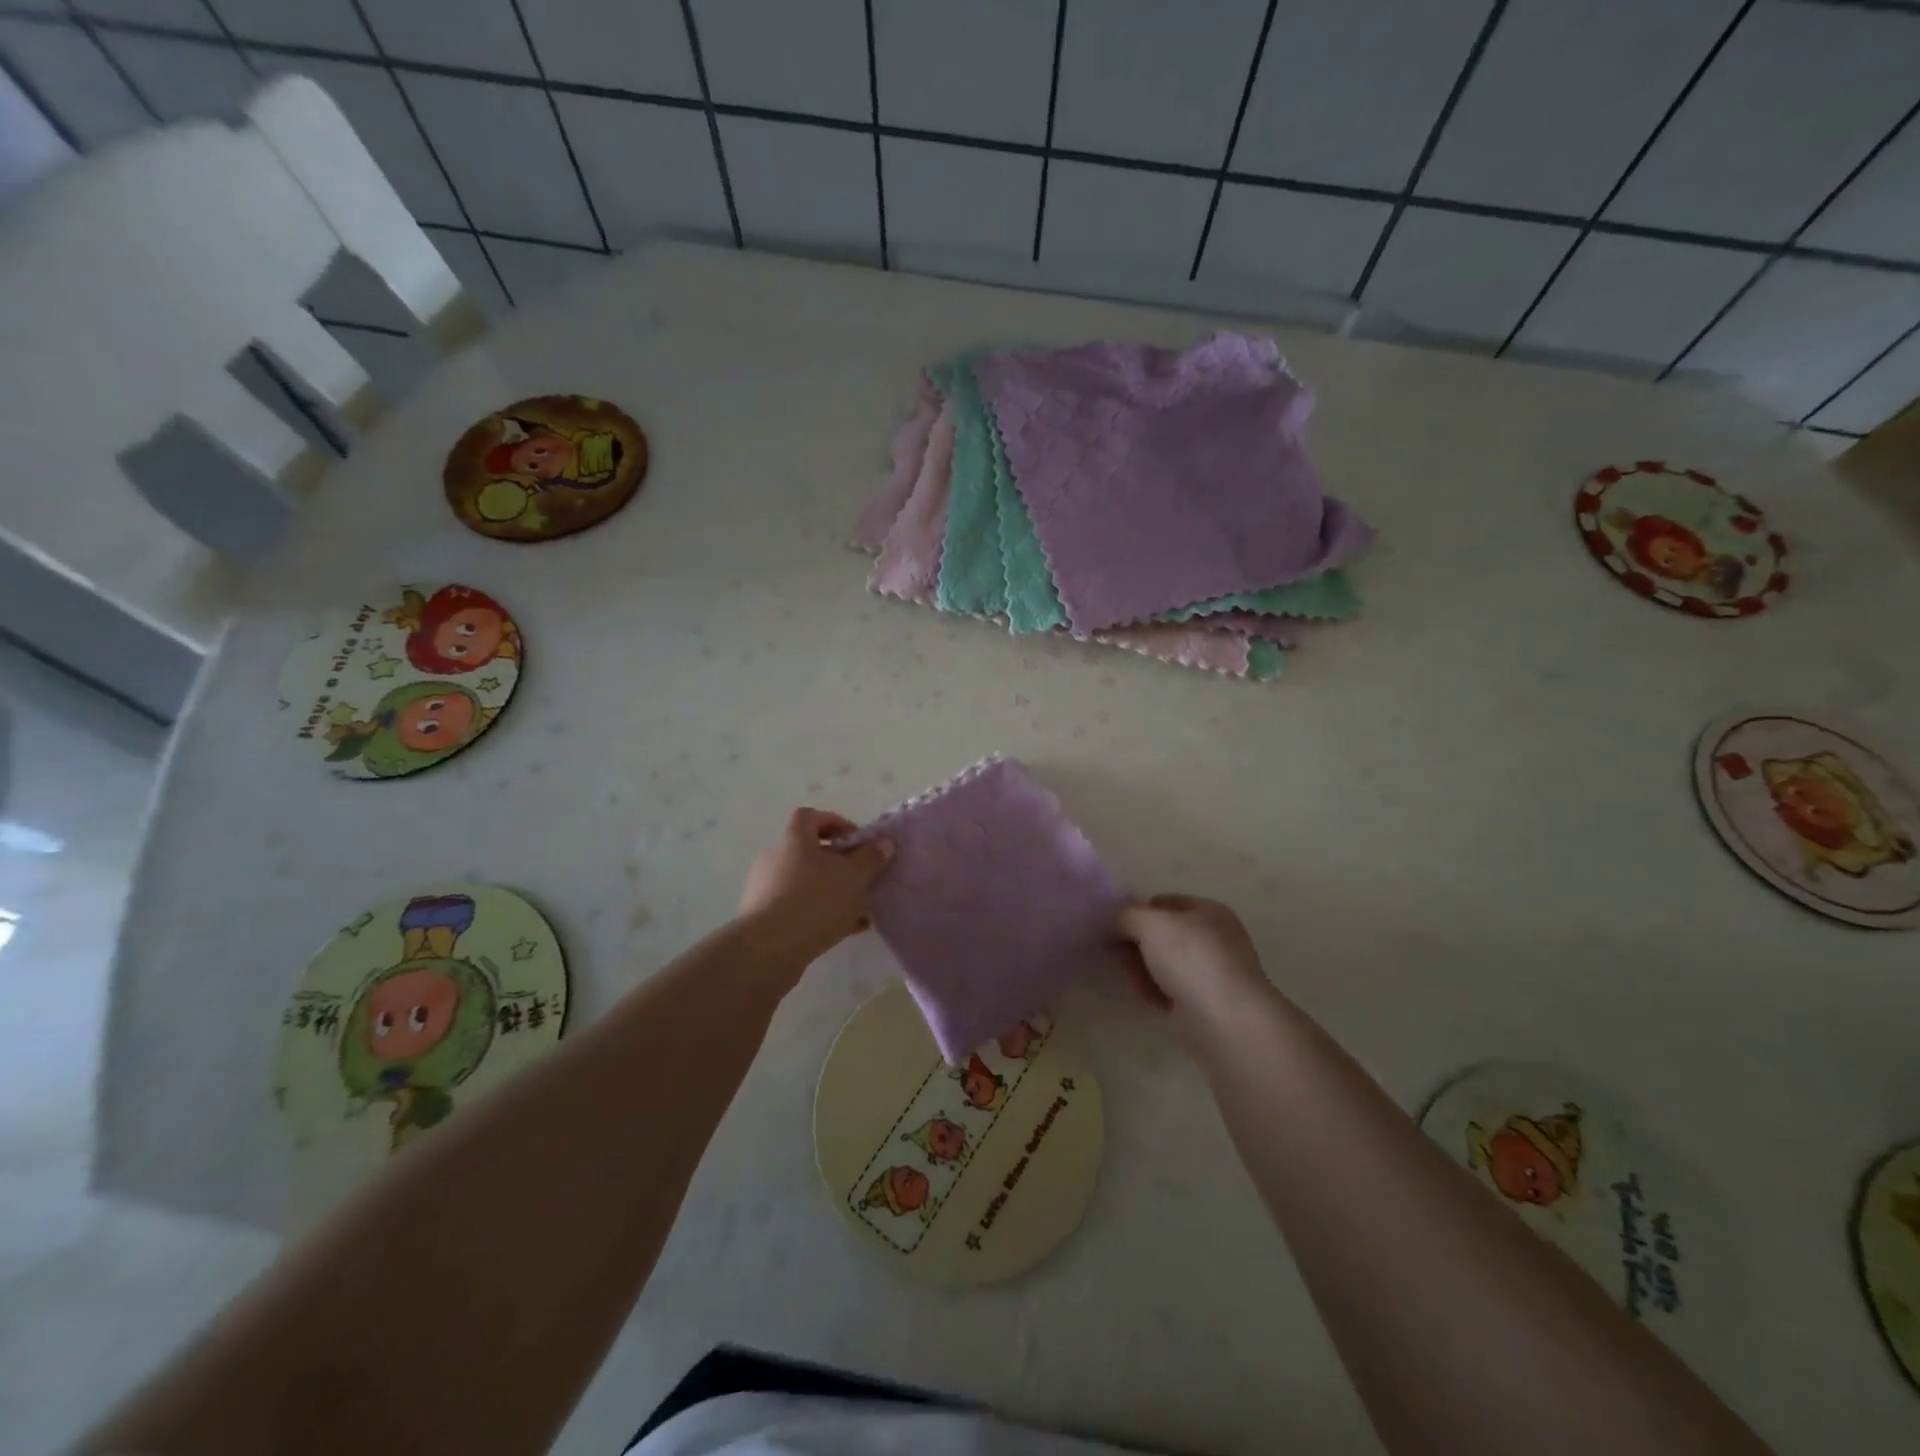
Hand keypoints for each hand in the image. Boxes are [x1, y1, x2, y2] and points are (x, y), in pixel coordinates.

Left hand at [739, 808, 892, 965]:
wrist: (768, 949)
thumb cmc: (814, 901)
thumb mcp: (853, 877)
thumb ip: (870, 858)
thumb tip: (883, 843)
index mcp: (794, 839)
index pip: (811, 816)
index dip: (836, 823)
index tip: (857, 841)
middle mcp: (775, 858)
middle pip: (809, 851)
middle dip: (839, 863)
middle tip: (862, 878)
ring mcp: (766, 889)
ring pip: (806, 882)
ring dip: (831, 891)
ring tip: (859, 909)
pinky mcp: (764, 918)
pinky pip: (798, 907)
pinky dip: (820, 913)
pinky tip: (844, 930)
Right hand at [1118, 894, 1269, 1031]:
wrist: (1226, 1020)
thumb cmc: (1190, 959)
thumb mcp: (1149, 923)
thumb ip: (1126, 915)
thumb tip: (1118, 922)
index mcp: (1208, 910)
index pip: (1162, 903)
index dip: (1136, 913)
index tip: (1113, 930)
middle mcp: (1213, 937)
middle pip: (1161, 935)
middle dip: (1136, 946)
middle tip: (1118, 957)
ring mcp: (1212, 971)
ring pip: (1164, 964)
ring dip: (1143, 971)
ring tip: (1137, 984)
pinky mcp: (1207, 1001)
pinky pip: (1172, 989)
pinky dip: (1158, 992)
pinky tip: (1153, 1001)